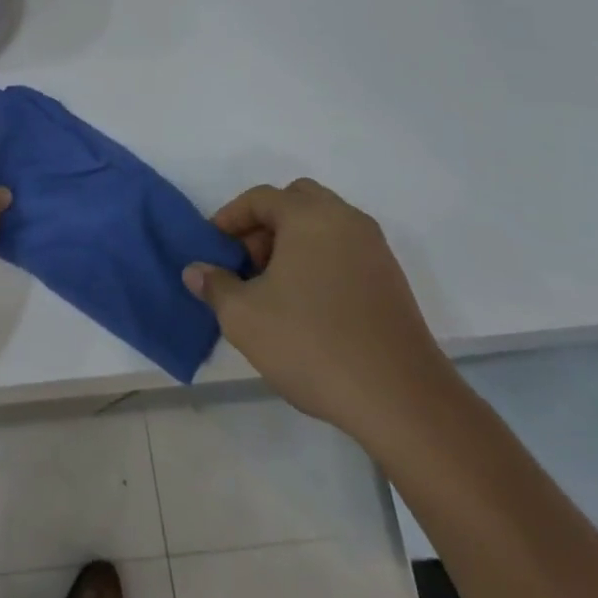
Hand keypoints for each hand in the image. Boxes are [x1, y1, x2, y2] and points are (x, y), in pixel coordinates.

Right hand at [183, 178, 455, 446]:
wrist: (401, 399)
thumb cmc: (312, 344)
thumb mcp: (243, 317)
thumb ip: (214, 285)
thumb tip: (196, 270)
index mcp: (310, 216)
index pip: (260, 198)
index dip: (229, 218)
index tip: (212, 248)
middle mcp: (346, 220)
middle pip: (296, 201)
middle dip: (265, 224)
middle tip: (246, 262)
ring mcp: (374, 249)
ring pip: (323, 225)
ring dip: (292, 243)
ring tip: (272, 288)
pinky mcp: (391, 280)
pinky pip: (344, 250)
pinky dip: (319, 260)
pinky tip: (306, 304)